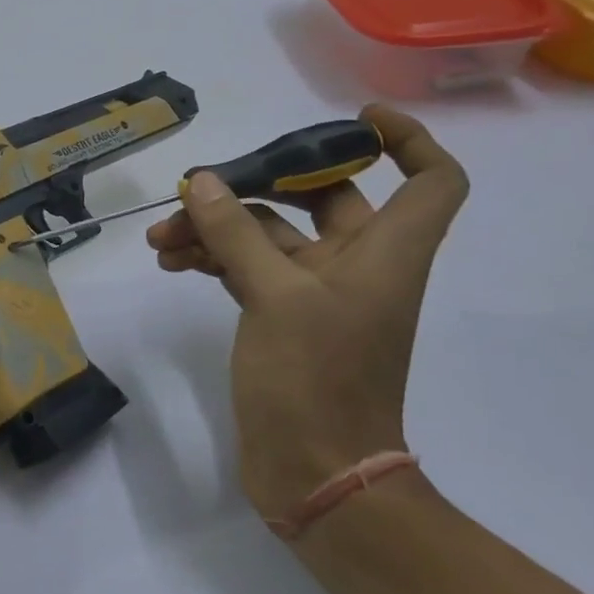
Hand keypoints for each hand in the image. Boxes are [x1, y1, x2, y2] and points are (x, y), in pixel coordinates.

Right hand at [146, 105, 467, 524]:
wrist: (315, 474)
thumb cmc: (316, 381)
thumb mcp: (274, 297)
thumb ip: (237, 234)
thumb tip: (203, 181)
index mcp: (385, 253)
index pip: (430, 181)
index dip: (408, 141)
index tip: (356, 120)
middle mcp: (358, 265)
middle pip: (322, 196)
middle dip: (258, 185)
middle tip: (204, 186)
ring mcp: (318, 292)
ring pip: (271, 235)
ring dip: (219, 227)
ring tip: (163, 237)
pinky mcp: (283, 316)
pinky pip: (249, 267)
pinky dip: (216, 258)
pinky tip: (173, 260)